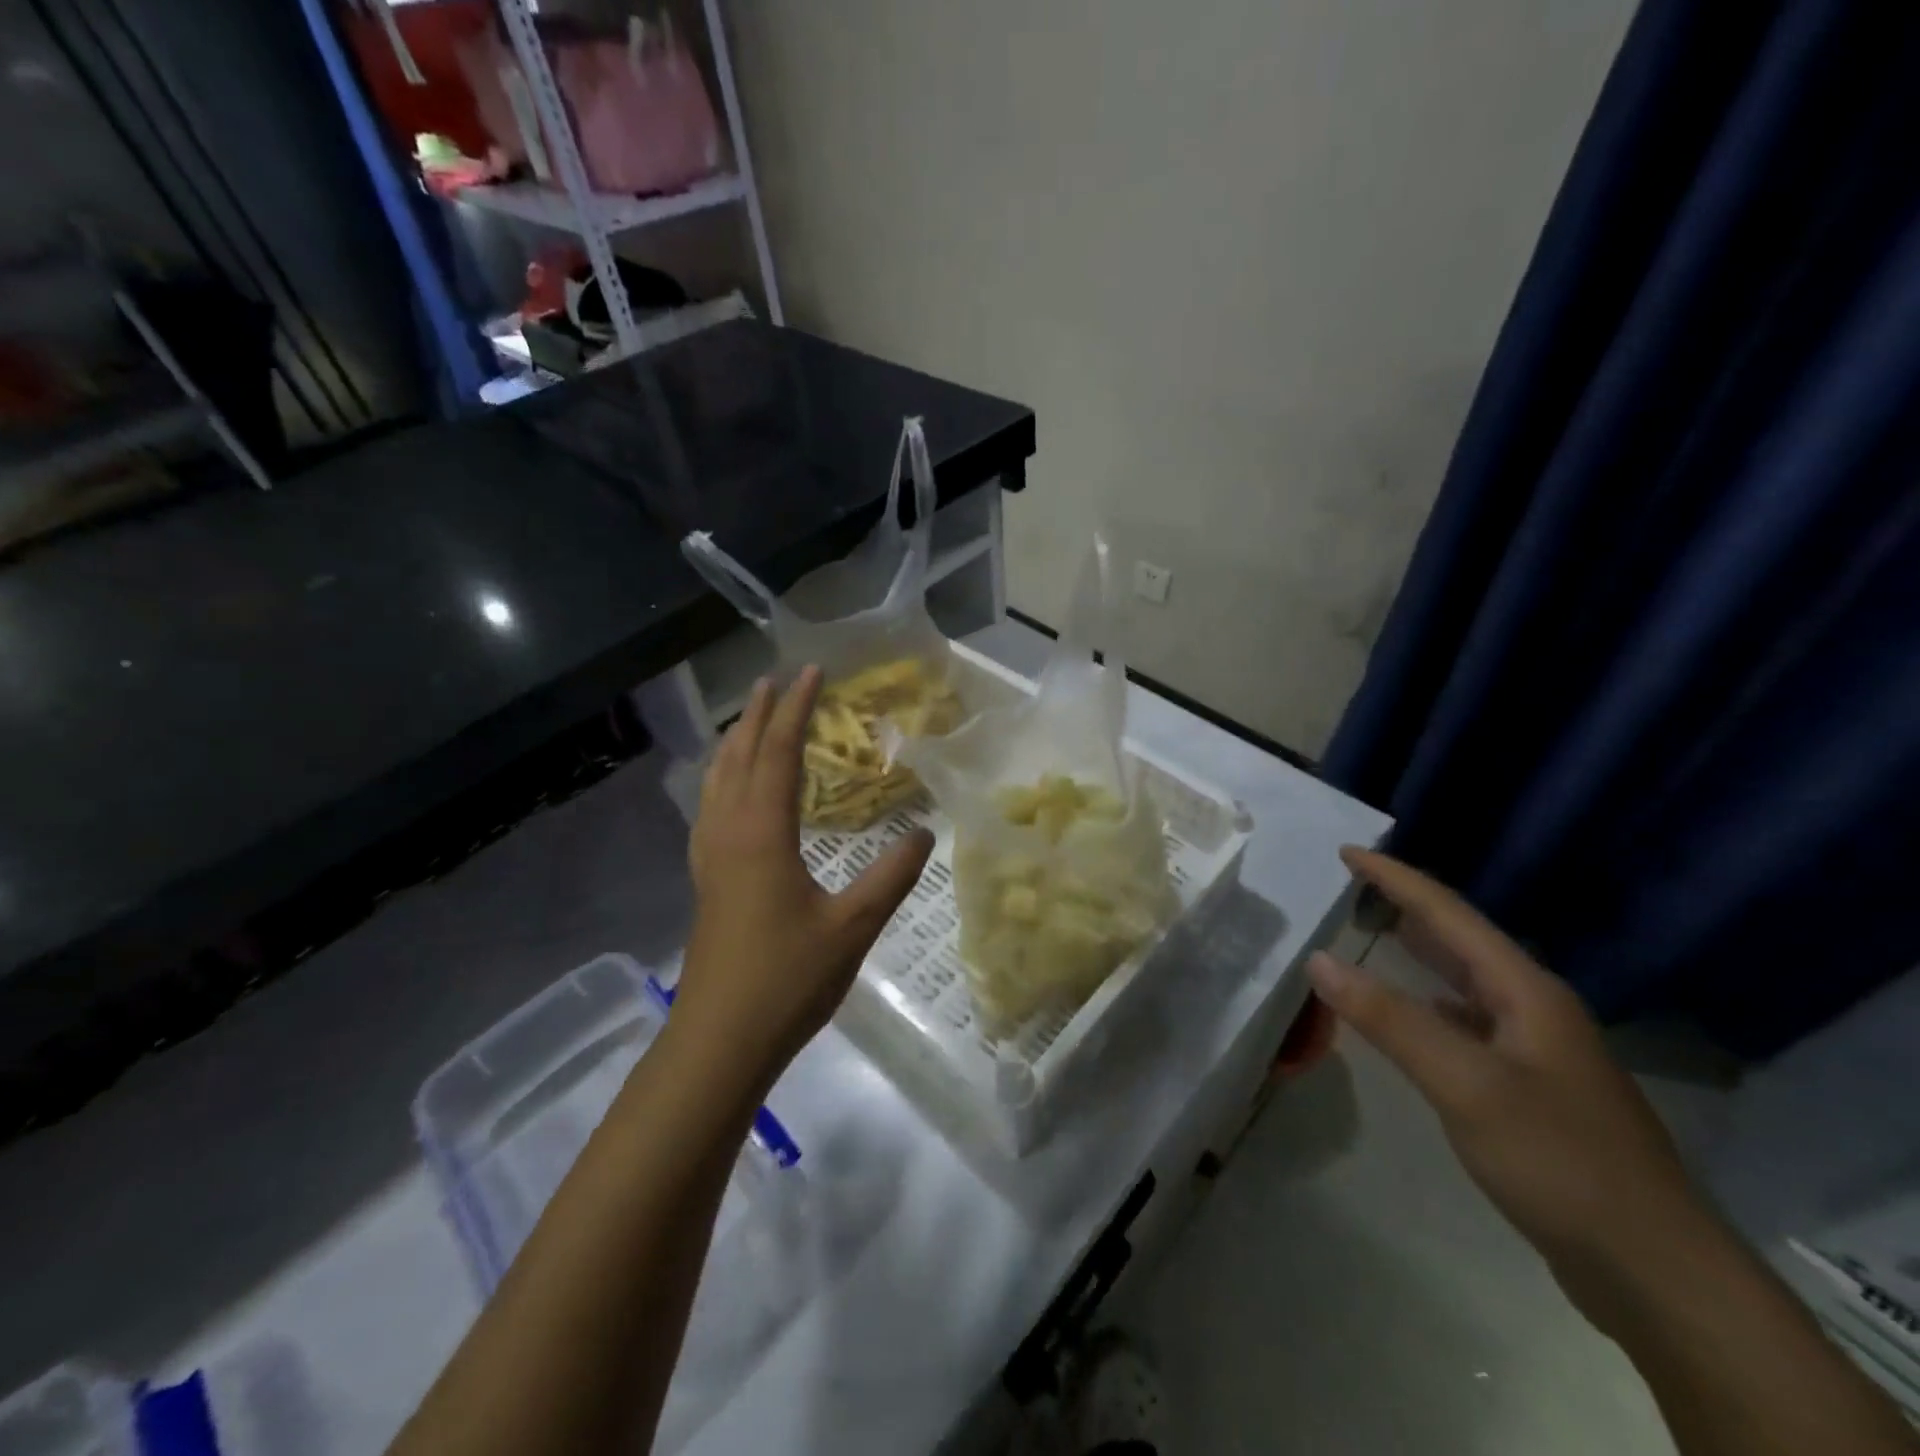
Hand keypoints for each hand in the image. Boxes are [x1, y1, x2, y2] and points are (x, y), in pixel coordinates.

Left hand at [677, 667, 934, 1079]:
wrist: (720, 1040)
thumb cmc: (787, 979)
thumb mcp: (852, 927)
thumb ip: (891, 876)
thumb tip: (925, 831)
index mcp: (762, 835)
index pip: (779, 754)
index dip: (796, 711)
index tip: (812, 673)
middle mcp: (729, 834)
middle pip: (740, 758)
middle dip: (759, 715)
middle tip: (775, 679)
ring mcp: (711, 858)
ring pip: (717, 782)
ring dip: (735, 743)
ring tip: (750, 719)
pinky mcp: (707, 881)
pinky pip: (710, 809)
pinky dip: (722, 780)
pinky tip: (728, 791)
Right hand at [1308, 847, 1717, 1325]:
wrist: (1656, 1273)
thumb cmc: (1558, 1160)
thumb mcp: (1464, 1084)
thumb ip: (1389, 1018)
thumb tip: (1318, 960)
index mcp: (1525, 992)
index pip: (1448, 914)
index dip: (1395, 879)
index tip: (1347, 851)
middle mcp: (1534, 1009)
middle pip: (1461, 941)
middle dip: (1407, 908)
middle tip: (1354, 886)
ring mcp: (1538, 1051)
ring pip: (1466, 983)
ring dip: (1421, 955)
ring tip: (1375, 935)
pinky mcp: (1533, 1090)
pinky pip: (1468, 1024)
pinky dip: (1430, 1005)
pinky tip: (1412, 1018)